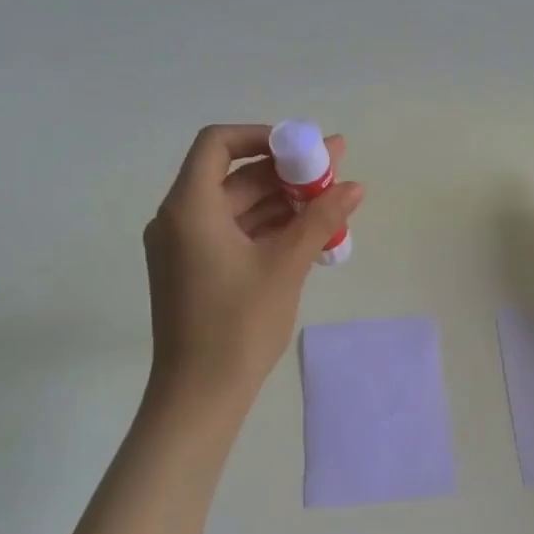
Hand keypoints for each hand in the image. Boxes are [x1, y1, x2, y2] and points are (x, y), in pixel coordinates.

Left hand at [143, 124, 363, 409]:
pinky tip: (306, 234)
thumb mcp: (285, 266)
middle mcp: (178, 219)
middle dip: (284, 172)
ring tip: (330, 204)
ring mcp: (183, 247)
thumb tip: (354, 186)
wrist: (199, 396)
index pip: (218, 143)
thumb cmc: (238, 325)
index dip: (261, 136)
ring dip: (280, 202)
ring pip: (235, 206)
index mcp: (189, 207)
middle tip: (334, 171)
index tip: (302, 149)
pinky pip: (231, 233)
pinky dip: (266, 228)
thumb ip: (319, 219)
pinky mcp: (193, 270)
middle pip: (233, 176)